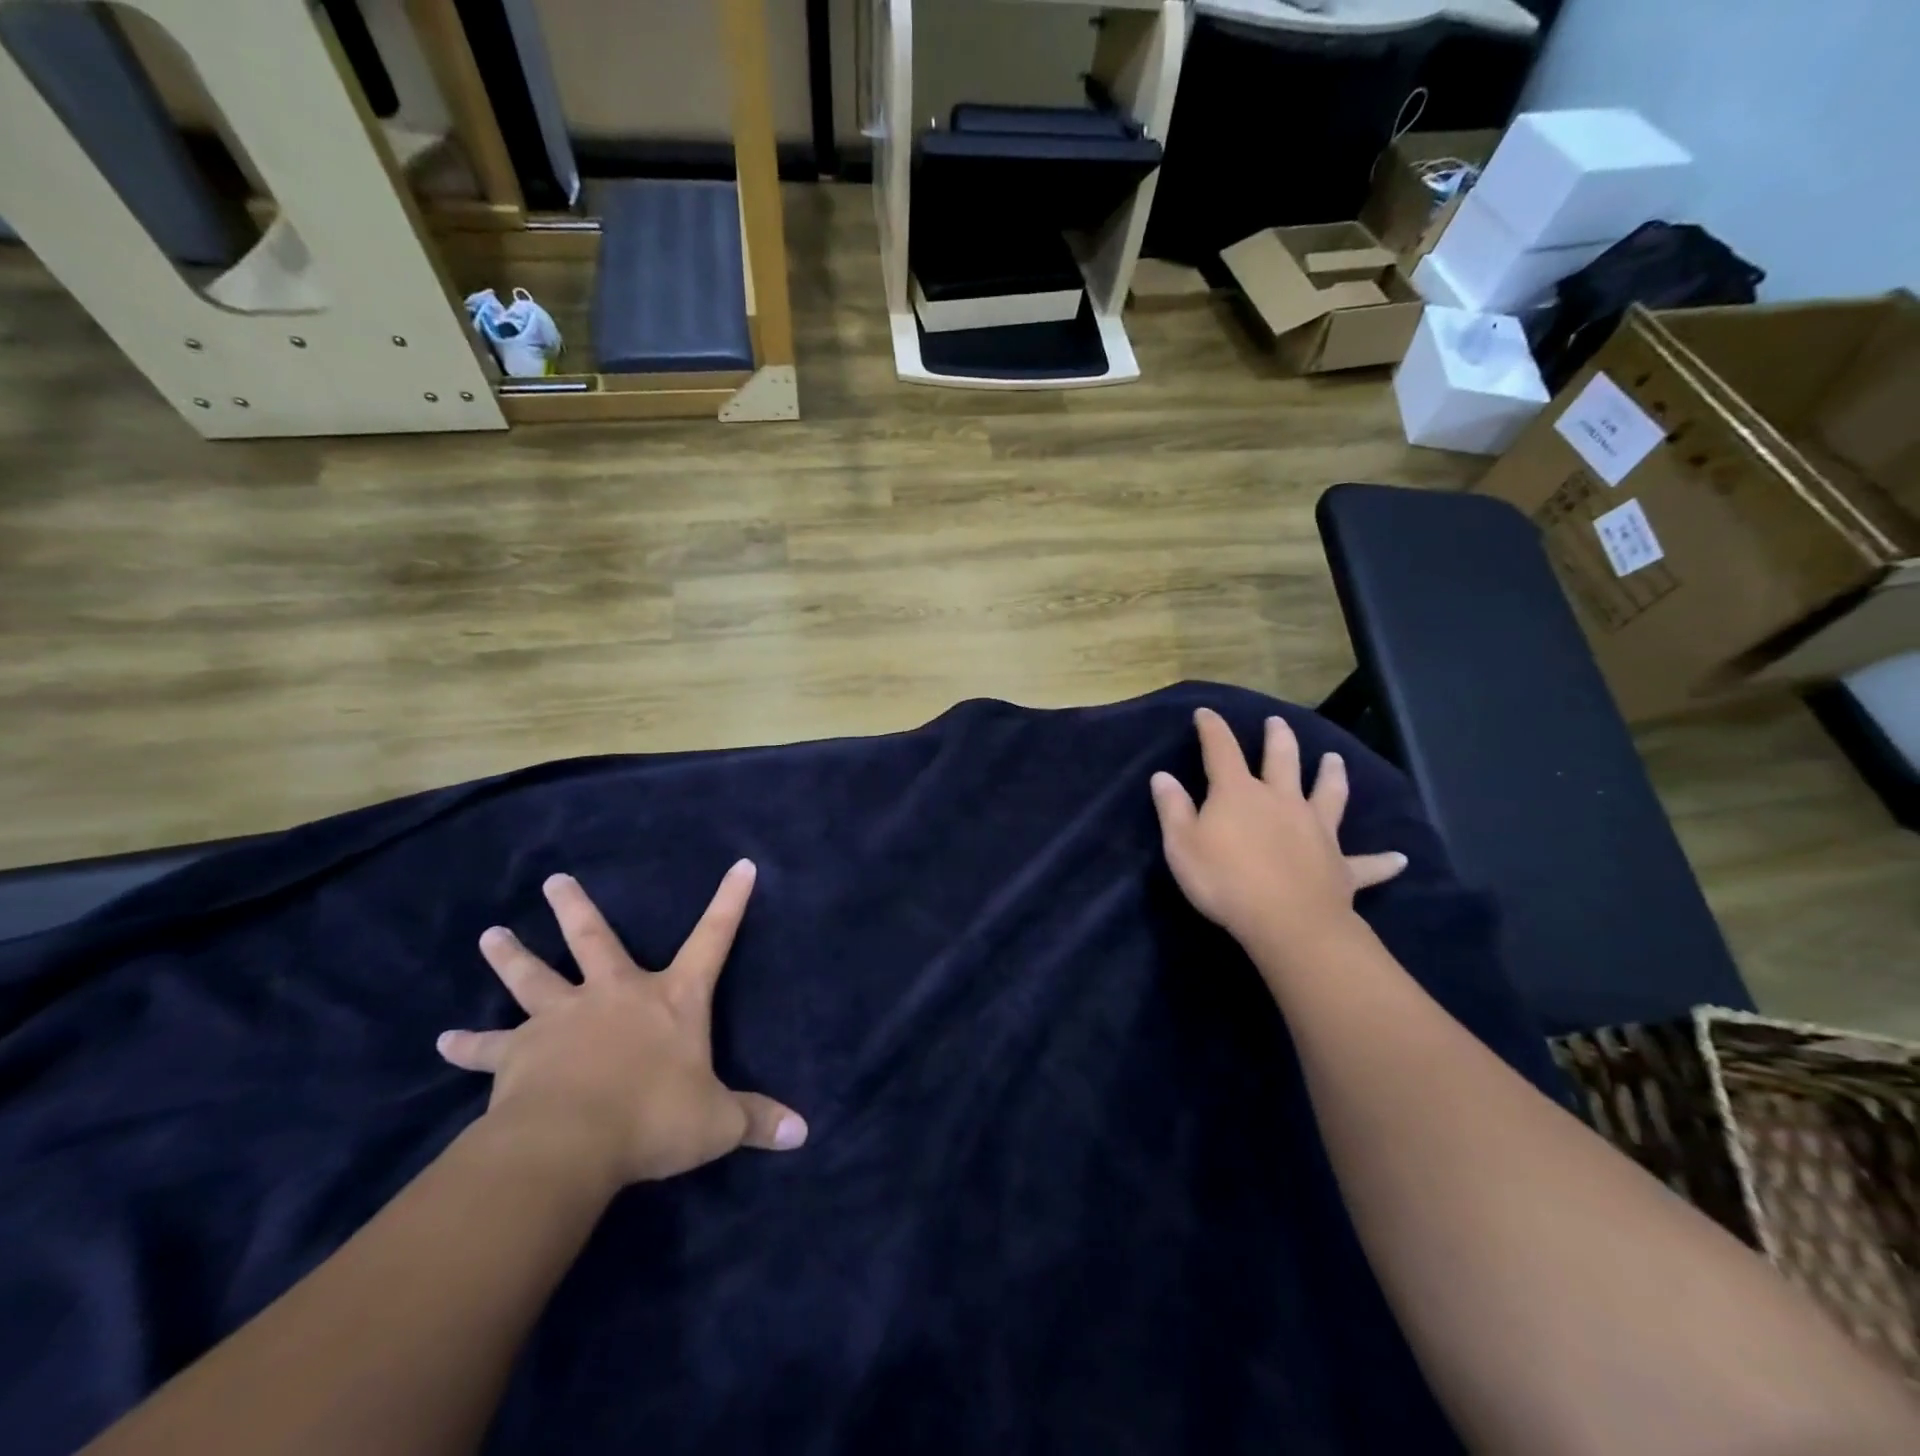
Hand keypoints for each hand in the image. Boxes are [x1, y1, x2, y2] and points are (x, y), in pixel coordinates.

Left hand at [438, 861, 806, 1187]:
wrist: (571, 1143)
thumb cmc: (654, 1118)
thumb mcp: (716, 1123)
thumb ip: (757, 1121)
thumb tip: (804, 1133)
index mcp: (670, 999)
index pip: (713, 939)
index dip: (731, 902)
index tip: (741, 864)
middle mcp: (614, 994)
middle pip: (594, 939)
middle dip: (575, 909)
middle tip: (553, 881)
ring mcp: (562, 1018)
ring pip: (532, 977)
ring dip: (511, 956)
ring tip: (490, 934)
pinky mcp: (519, 1053)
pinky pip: (488, 1047)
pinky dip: (467, 1046)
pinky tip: (442, 1041)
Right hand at [1151, 708, 1405, 952]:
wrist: (1286, 921)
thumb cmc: (1224, 880)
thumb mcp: (1182, 845)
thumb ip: (1172, 808)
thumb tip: (1163, 776)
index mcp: (1238, 793)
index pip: (1221, 750)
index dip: (1212, 729)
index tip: (1206, 713)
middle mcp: (1281, 800)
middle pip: (1282, 760)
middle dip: (1278, 738)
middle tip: (1278, 722)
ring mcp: (1316, 829)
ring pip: (1328, 794)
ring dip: (1332, 775)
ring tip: (1335, 759)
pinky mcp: (1341, 865)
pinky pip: (1367, 862)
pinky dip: (1384, 861)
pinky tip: (1401, 859)